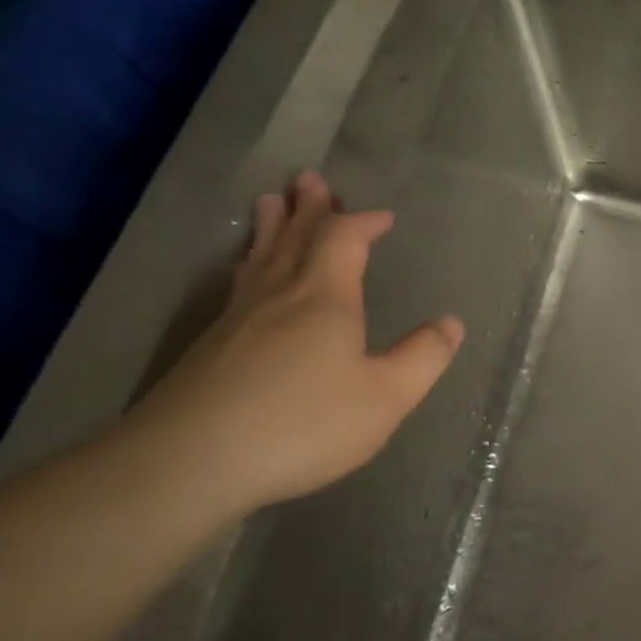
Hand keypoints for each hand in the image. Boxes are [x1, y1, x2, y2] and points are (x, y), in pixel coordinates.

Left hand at [125, 170, 462, 515]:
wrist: (190, 463)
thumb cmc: (303, 424)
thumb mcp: (385, 397)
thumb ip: (423, 357)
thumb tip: (451, 322)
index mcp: (325, 298)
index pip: (344, 240)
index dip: (364, 222)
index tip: (384, 217)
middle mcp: (280, 295)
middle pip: (295, 237)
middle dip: (309, 208)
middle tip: (309, 178)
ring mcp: (238, 319)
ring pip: (260, 257)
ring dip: (272, 227)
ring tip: (271, 202)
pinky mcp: (211, 346)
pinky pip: (239, 284)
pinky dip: (250, 263)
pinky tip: (246, 274)